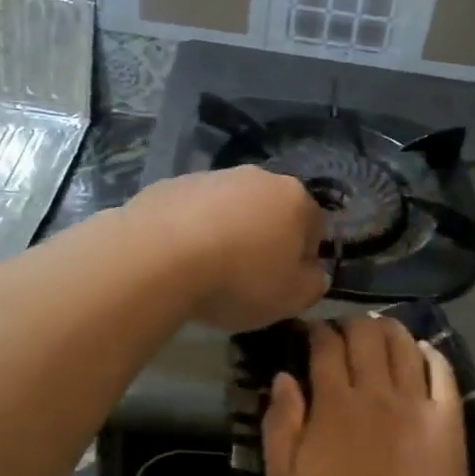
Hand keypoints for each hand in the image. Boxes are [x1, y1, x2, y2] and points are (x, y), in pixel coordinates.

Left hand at [124, 166, 329, 331]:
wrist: (158, 258)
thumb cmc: (239, 279)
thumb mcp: (291, 298)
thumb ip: (313, 284)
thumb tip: (313, 273)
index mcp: (294, 199)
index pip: (315, 227)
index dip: (304, 258)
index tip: (286, 283)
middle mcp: (257, 177)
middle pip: (272, 211)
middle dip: (265, 239)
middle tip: (249, 277)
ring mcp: (211, 176)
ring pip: (231, 208)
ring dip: (228, 232)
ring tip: (209, 270)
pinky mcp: (171, 185)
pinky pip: (193, 211)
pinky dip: (192, 230)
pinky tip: (179, 259)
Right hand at [262, 317, 471, 475]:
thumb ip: (280, 425)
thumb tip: (283, 378)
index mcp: (335, 404)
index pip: (326, 346)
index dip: (317, 330)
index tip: (311, 331)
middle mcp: (376, 391)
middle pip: (366, 335)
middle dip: (351, 323)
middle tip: (343, 331)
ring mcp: (416, 402)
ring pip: (403, 344)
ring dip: (388, 329)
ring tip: (379, 331)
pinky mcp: (448, 417)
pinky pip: (442, 370)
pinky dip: (430, 352)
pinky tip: (421, 350)